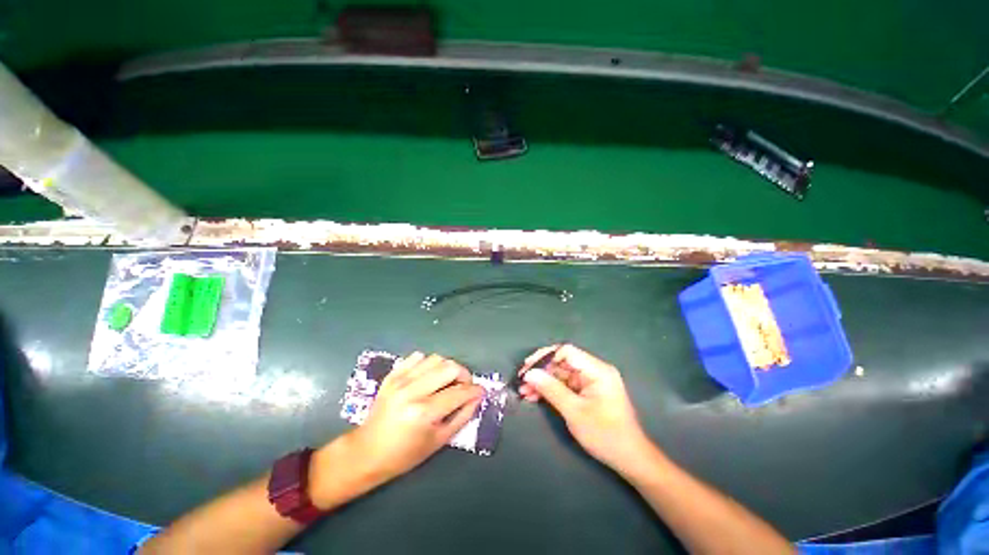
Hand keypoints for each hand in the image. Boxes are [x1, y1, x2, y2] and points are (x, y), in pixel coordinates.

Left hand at [350, 353, 483, 480]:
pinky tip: (428, 376)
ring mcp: (400, 381)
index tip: (481, 391)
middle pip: (449, 367)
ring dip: (447, 368)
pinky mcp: (392, 375)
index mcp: (424, 412)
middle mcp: (412, 391)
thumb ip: (462, 416)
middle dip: (464, 375)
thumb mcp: (439, 441)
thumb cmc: (405, 454)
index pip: (459, 392)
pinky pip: (417, 357)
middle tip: (464, 386)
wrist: (366, 452)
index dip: (475, 390)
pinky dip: (428, 363)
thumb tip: (477, 398)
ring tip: (446, 381)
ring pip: (435, 358)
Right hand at [519, 344, 650, 473]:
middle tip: (522, 382)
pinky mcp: (587, 392)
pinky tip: (535, 396)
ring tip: (524, 391)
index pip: (566, 352)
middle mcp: (594, 370)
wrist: (630, 459)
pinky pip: (565, 385)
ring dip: (543, 382)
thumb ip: (551, 389)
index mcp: (597, 370)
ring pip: (561, 374)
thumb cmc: (605, 435)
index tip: (528, 368)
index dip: (545, 356)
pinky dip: (551, 390)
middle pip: (562, 362)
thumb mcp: (574, 412)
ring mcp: (590, 381)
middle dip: (541, 372)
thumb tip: (529, 373)